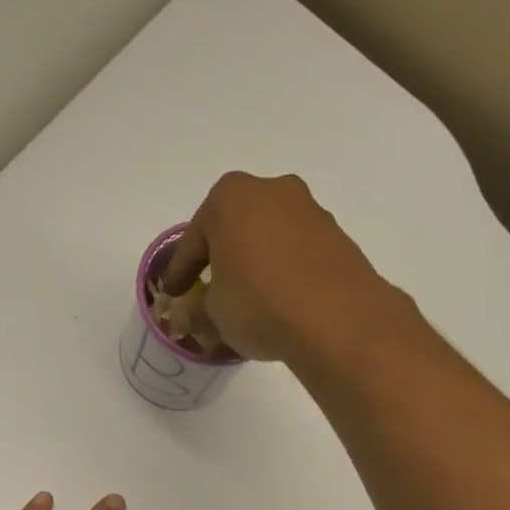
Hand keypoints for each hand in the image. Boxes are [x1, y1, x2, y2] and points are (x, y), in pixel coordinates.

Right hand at [159, 172, 407, 363]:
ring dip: (254, 265)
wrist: (338, 320)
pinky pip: (295, 253)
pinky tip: (279, 302)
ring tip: (247, 301)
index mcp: (229, 198)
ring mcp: (308, 210)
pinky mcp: (336, 236)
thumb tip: (187, 313)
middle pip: (232, 230)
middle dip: (219, 260)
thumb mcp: (214, 315)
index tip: (172, 294)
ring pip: (267, 239)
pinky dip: (282, 272)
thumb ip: (195, 310)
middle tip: (208, 292)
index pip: (191, 242)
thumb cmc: (259, 305)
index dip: (178, 274)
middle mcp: (270, 190)